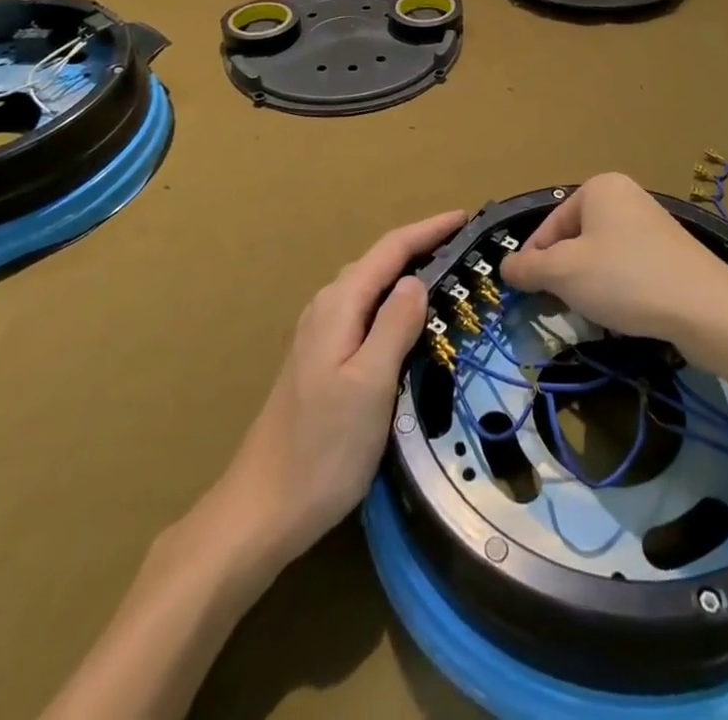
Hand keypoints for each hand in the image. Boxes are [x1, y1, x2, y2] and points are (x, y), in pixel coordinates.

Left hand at [214, 208, 464, 571]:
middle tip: (466, 249)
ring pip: (371, 288)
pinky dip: (393, 303)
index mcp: (339, 305)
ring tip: (447, 276)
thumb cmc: (322, 449)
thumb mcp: (370, 385)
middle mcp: (326, 308)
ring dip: (407, 274)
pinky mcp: (321, 360)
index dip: (429, 230)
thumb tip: (417, 280)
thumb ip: (395, 326)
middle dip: (421, 246)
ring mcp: (320, 335)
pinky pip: (364, 313)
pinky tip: (410, 323)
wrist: (261, 510)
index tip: (466, 217)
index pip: (390, 250)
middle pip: (379, 263)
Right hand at [500, 173, 727, 351]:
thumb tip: (506, 267)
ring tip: (590, 310)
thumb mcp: (564, 272)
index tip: (525, 294)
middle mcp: (625, 195)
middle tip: (557, 304)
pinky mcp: (670, 251)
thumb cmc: (625, 279)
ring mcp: (651, 222)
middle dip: (562, 273)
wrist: (704, 307)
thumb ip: (528, 268)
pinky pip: (627, 265)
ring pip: (600, 254)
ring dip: (587, 282)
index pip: (549, 225)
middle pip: (574, 238)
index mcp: (598, 188)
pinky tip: (621, 310)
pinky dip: (616, 286)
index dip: (532, 261)